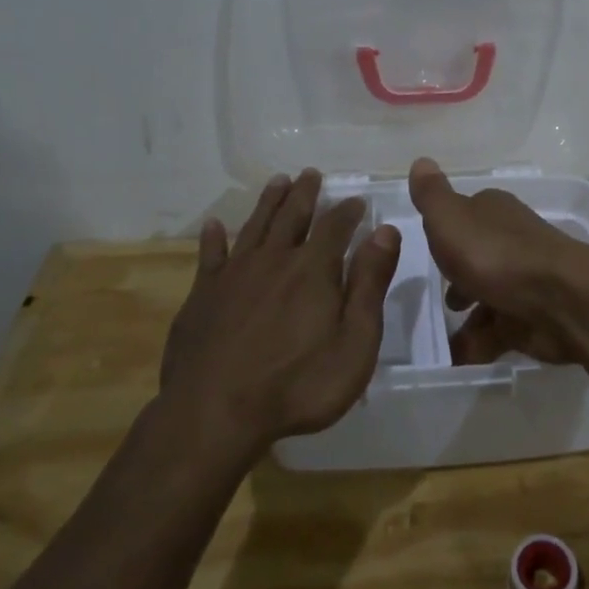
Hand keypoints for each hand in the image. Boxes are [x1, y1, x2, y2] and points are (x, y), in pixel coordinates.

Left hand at [161, 169, 400, 454]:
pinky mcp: (202, 295)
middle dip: (305, 193)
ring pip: (255, 226)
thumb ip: (370, 284)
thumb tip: (386, 232)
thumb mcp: (355, 342)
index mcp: (313, 269)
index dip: (348, 210)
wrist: (214, 414)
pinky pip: (211, 255)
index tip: (357, 200)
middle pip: (292, 215)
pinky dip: (215, 238)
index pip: (336, 226)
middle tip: (310, 174)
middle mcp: (274, 260)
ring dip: (268, 202)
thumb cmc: (298, 385)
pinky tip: (215, 226)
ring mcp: (233, 275)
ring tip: (278, 182)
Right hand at [406, 157, 588, 366]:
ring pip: (488, 296)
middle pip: (478, 257)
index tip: (429, 249)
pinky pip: (499, 330)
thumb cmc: (497, 255)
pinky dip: (479, 343)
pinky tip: (459, 358)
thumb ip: (432, 195)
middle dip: (458, 277)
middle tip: (437, 299)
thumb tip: (420, 161)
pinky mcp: (533, 316)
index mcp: (493, 212)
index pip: (466, 214)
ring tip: (440, 339)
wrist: (562, 301)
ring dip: (467, 317)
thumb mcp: (451, 219)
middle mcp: (511, 241)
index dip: (446, 231)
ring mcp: (525, 280)